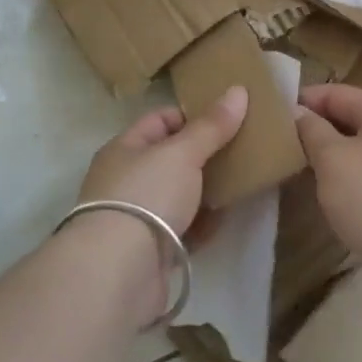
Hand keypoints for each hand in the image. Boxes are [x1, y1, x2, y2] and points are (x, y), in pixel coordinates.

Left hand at [77, 87, 248, 236]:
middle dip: (204, 155)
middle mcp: (126, 179)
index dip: (192, 116)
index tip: (227, 119)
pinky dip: (203, 224)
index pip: (160, 120)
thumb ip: (211, 126)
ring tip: (242, 181)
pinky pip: (183, 229)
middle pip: (171, 159)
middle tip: (243, 149)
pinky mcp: (151, 250)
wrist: (119, 271)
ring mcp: (137, 217)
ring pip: (179, 195)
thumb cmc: (146, 195)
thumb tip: (239, 90)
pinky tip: (225, 218)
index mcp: (124, 148)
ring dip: (206, 191)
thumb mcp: (182, 153)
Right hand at [295, 83, 361, 270]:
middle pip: (354, 117)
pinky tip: (338, 193)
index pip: (338, 92)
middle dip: (320, 128)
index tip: (275, 116)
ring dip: (336, 154)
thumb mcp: (332, 160)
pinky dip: (355, 174)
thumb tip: (299, 112)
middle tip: (287, 144)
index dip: (305, 100)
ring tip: (307, 169)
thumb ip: (312, 130)